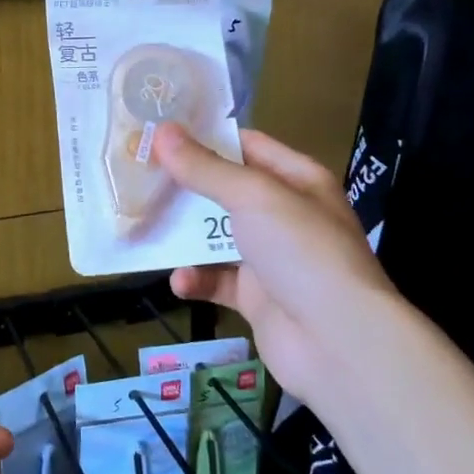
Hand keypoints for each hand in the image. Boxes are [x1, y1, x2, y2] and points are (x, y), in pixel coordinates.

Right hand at [153, 124, 400, 416]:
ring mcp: (270, 258)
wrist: (337, 342)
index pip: (246, 146)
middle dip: (184, 186)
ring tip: (145, 227)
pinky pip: (216, 280)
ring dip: (183, 236)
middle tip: (136, 177)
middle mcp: (284, 214)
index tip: (157, 133)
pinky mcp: (256, 297)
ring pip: (215, 237)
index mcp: (296, 179)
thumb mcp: (254, 197)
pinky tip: (181, 282)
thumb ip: (206, 168)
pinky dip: (197, 280)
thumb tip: (162, 131)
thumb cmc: (302, 251)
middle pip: (225, 191)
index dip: (204, 138)